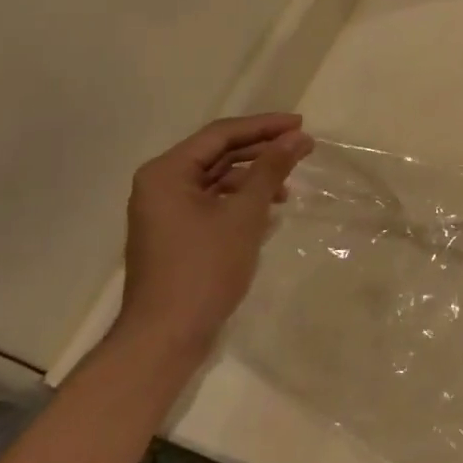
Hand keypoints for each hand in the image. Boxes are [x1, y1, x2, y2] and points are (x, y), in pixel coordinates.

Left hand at [118, 113, 314, 358]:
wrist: (165, 337)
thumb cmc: (203, 269)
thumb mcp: (244, 215)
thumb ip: (270, 171)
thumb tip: (298, 138)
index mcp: (167, 172)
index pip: (221, 134)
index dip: (264, 126)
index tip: (301, 124)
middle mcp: (160, 184)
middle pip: (218, 153)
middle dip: (261, 150)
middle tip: (302, 148)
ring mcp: (166, 211)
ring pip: (217, 179)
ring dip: (254, 177)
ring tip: (290, 186)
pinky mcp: (176, 233)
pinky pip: (212, 202)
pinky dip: (241, 200)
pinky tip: (269, 210)